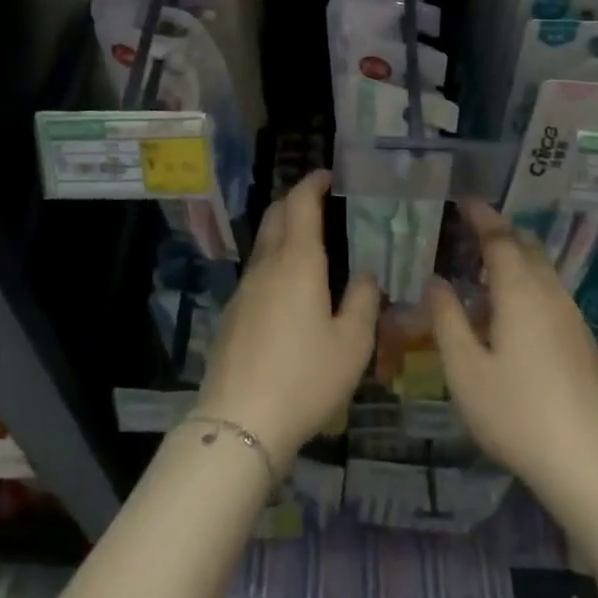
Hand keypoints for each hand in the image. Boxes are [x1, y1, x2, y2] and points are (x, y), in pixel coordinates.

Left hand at [196, 170, 379, 474]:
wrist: (239, 422)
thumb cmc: (305, 377)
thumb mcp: (352, 343)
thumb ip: (363, 300)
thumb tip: (365, 274)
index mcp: (297, 262)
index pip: (300, 203)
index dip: (313, 183)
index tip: (328, 176)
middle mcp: (266, 265)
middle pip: (276, 215)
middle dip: (295, 201)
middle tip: (320, 204)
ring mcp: (244, 289)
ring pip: (263, 244)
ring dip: (283, 231)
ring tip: (310, 246)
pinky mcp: (232, 314)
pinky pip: (256, 272)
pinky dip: (274, 262)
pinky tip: (289, 290)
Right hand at [427, 202, 597, 496]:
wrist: (588, 461)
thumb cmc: (516, 413)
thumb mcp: (465, 370)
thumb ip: (447, 320)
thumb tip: (436, 283)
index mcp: (519, 292)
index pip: (499, 238)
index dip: (481, 216)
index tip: (464, 201)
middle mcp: (549, 294)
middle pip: (527, 247)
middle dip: (500, 232)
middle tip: (471, 231)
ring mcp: (572, 316)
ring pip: (543, 270)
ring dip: (516, 258)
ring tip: (487, 270)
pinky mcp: (583, 340)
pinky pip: (552, 293)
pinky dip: (529, 283)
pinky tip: (514, 313)